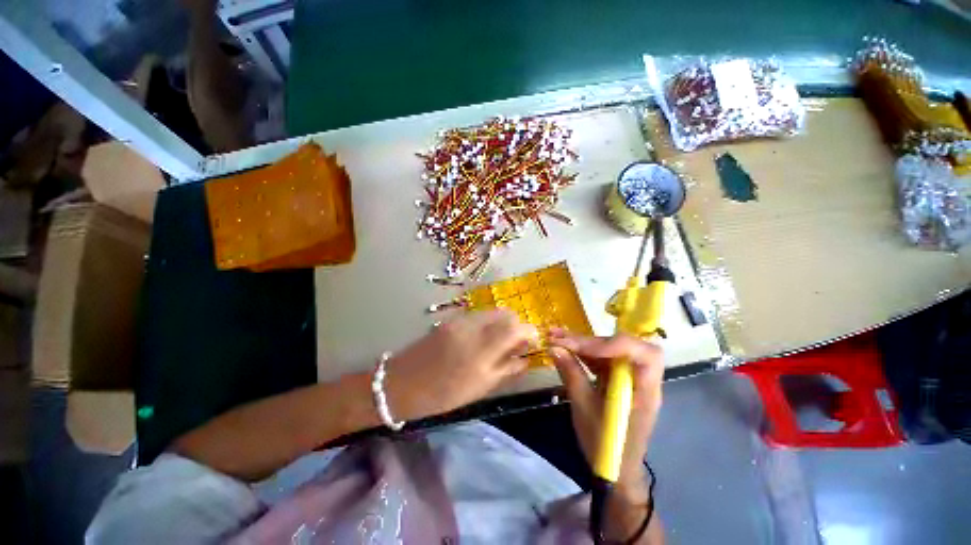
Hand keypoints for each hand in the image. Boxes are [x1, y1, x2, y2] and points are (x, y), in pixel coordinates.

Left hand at [385, 309, 537, 421]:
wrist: (400, 383)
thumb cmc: (442, 394)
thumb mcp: (480, 388)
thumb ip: (507, 369)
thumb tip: (526, 358)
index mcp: (482, 349)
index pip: (516, 327)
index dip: (530, 332)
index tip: (533, 342)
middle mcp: (473, 327)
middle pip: (506, 314)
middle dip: (517, 326)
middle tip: (516, 344)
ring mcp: (460, 320)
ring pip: (493, 312)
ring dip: (503, 324)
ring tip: (499, 342)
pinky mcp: (451, 319)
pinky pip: (478, 315)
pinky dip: (488, 323)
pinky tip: (482, 339)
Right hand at [548, 330, 663, 502]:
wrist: (614, 468)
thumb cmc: (604, 444)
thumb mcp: (584, 408)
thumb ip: (571, 373)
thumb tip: (554, 348)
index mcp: (645, 391)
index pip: (645, 355)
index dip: (616, 345)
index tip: (584, 348)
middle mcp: (641, 378)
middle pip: (621, 346)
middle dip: (589, 341)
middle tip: (559, 337)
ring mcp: (628, 376)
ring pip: (608, 349)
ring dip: (582, 343)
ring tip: (556, 336)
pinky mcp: (616, 378)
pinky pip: (601, 359)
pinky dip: (583, 352)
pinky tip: (565, 348)